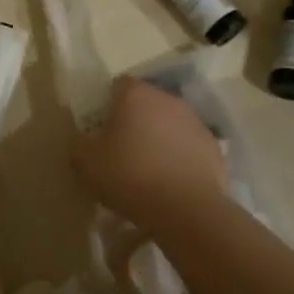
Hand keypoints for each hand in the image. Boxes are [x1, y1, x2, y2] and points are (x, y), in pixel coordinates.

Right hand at [74, 77, 227, 224]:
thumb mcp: (86, 164)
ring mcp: (195, 121)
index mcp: (135, 95)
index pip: (118, 85)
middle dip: (135, 120)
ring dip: (160, 138)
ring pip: (170, 123)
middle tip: (122, 150)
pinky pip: (189, 146)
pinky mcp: (214, 146)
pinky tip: (172, 182)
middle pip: (146, 102)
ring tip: (149, 170)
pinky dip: (180, 157)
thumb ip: (79, 145)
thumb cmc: (130, 177)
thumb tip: (84, 141)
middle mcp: (167, 99)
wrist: (187, 208)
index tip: (102, 130)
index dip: (107, 105)